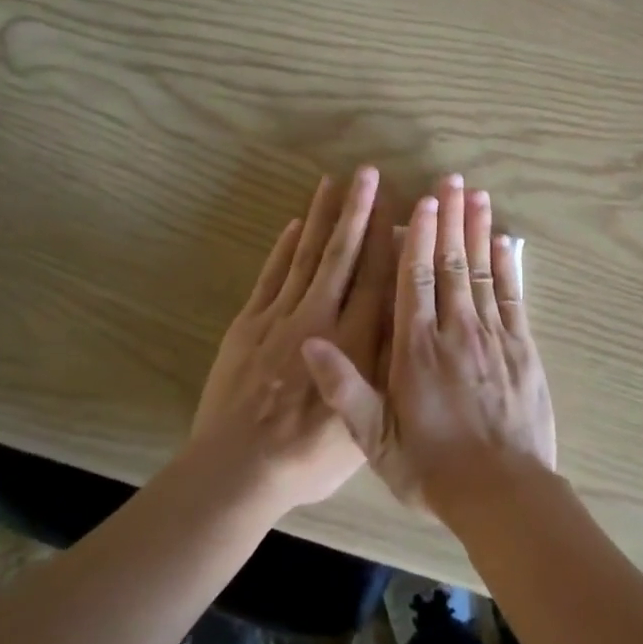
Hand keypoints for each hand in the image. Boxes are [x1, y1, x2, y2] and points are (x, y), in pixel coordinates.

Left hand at [189, 167, 392, 513]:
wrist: (238, 470)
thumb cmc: (309, 456)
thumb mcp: (367, 422)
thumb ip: (386, 367)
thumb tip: (405, 322)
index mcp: (353, 343)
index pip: (375, 278)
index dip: (387, 238)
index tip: (398, 202)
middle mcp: (319, 318)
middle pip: (341, 255)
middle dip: (357, 211)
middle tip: (367, 173)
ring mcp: (279, 317)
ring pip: (306, 257)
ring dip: (321, 218)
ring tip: (332, 183)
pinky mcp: (248, 325)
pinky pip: (270, 277)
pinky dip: (283, 249)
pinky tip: (293, 225)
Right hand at [303, 176, 555, 516]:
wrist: (502, 494)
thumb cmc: (432, 469)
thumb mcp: (376, 440)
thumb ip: (344, 388)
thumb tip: (310, 340)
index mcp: (416, 349)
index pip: (415, 280)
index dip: (418, 237)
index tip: (420, 201)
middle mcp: (456, 332)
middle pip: (452, 263)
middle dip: (450, 219)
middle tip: (452, 179)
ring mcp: (494, 337)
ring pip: (483, 272)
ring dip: (479, 230)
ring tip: (477, 195)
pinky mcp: (523, 349)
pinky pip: (513, 297)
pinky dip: (508, 266)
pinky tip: (505, 241)